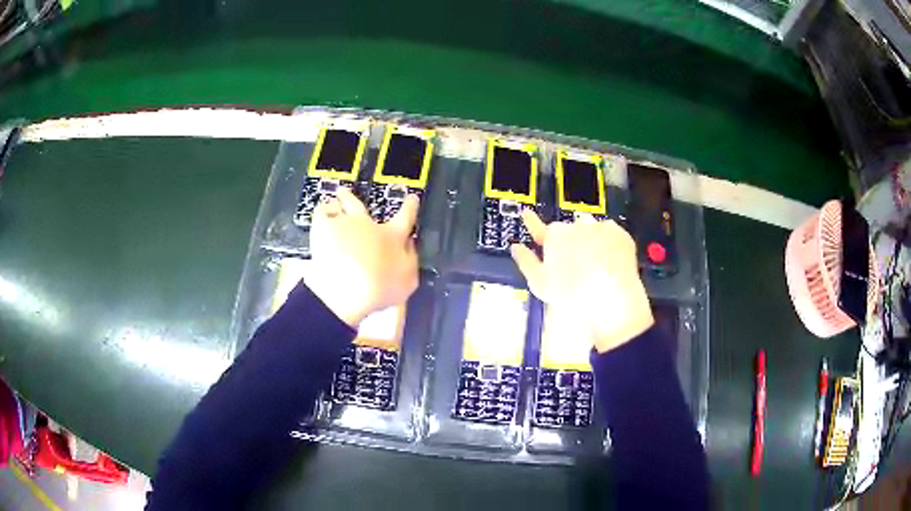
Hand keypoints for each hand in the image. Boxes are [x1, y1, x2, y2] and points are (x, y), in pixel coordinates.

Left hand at [304, 188, 419, 327]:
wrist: (348, 289)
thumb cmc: (382, 288)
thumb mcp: (409, 279)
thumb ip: (410, 259)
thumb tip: (410, 244)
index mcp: (392, 237)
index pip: (406, 216)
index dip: (410, 206)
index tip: (412, 199)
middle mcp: (368, 225)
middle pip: (361, 205)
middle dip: (355, 199)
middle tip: (348, 194)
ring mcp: (344, 223)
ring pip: (340, 203)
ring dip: (339, 201)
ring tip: (333, 202)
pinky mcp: (323, 228)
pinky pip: (322, 212)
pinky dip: (323, 212)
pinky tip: (321, 216)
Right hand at [510, 211, 653, 352]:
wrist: (612, 298)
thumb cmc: (573, 294)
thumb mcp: (541, 283)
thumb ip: (526, 262)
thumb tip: (516, 248)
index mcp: (554, 236)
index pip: (539, 225)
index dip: (532, 222)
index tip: (527, 214)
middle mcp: (576, 225)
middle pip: (568, 230)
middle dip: (569, 242)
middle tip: (573, 263)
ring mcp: (600, 227)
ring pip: (591, 229)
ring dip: (590, 239)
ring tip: (594, 264)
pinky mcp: (620, 233)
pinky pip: (612, 234)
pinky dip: (610, 244)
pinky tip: (609, 263)